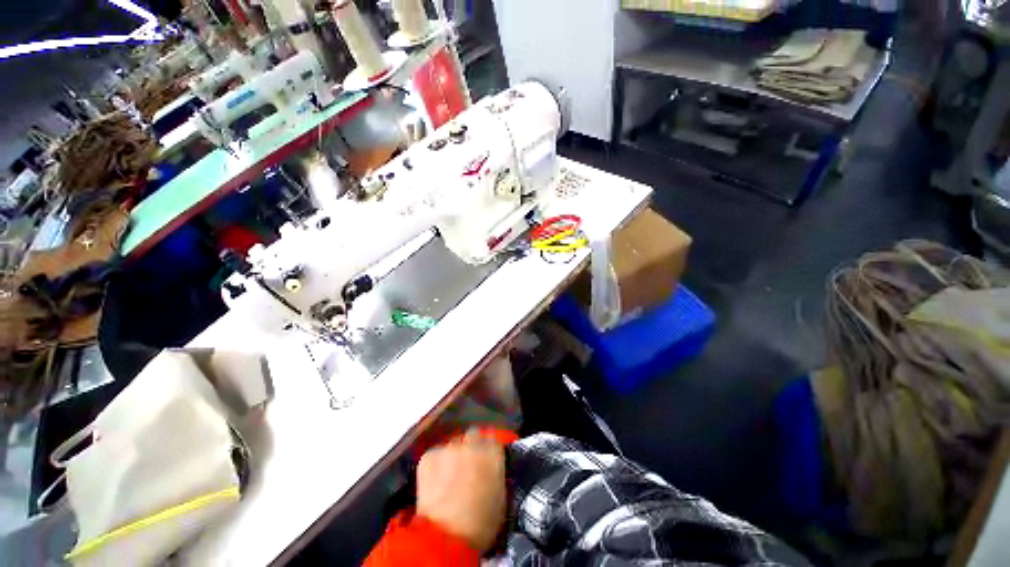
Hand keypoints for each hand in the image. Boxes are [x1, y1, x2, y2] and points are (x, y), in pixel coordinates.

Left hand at [415, 430, 506, 551]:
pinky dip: (435, 464)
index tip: (485, 458)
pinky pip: (435, 454)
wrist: (446, 537)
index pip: (493, 438)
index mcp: (494, 453)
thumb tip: (491, 467)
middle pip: (473, 435)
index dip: (488, 448)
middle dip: (471, 446)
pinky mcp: (429, 456)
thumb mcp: (499, 497)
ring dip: (453, 456)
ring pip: (453, 445)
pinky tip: (434, 481)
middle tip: (467, 464)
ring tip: (448, 475)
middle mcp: (473, 443)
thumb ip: (496, 473)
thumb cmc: (480, 525)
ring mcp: (449, 447)